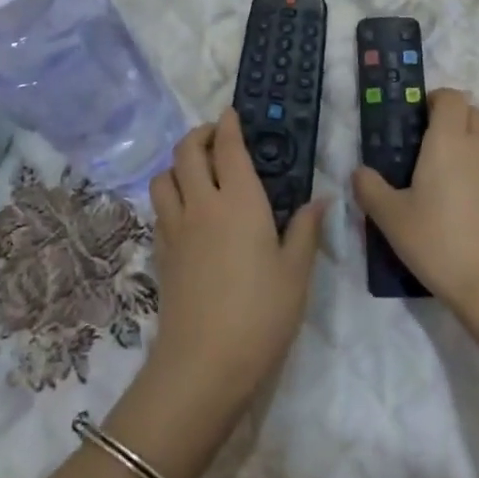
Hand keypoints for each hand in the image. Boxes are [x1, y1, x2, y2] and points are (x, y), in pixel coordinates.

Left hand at [148, 110, 327, 409]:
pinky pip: (159, 208)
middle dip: (199, 135)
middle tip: (217, 137)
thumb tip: (320, 199)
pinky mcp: (160, 253)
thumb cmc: (261, 314)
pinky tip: (187, 211)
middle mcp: (201, 204)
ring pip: (164, 177)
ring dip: (178, 164)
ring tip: (198, 172)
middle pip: (186, 152)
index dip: (228, 125)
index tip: (231, 113)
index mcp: (239, 201)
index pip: (228, 148)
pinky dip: (170, 194)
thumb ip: (305, 230)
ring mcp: (175, 228)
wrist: (203, 364)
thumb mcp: (296, 272)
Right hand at [350, 88, 478, 316]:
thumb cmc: (440, 244)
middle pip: (476, 115)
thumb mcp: (392, 220)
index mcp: (450, 142)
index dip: (436, 100)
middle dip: (457, 121)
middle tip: (434, 152)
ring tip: (454, 191)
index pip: (451, 97)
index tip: (420, 118)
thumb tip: (359, 172)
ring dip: (475, 155)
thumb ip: (370, 189)